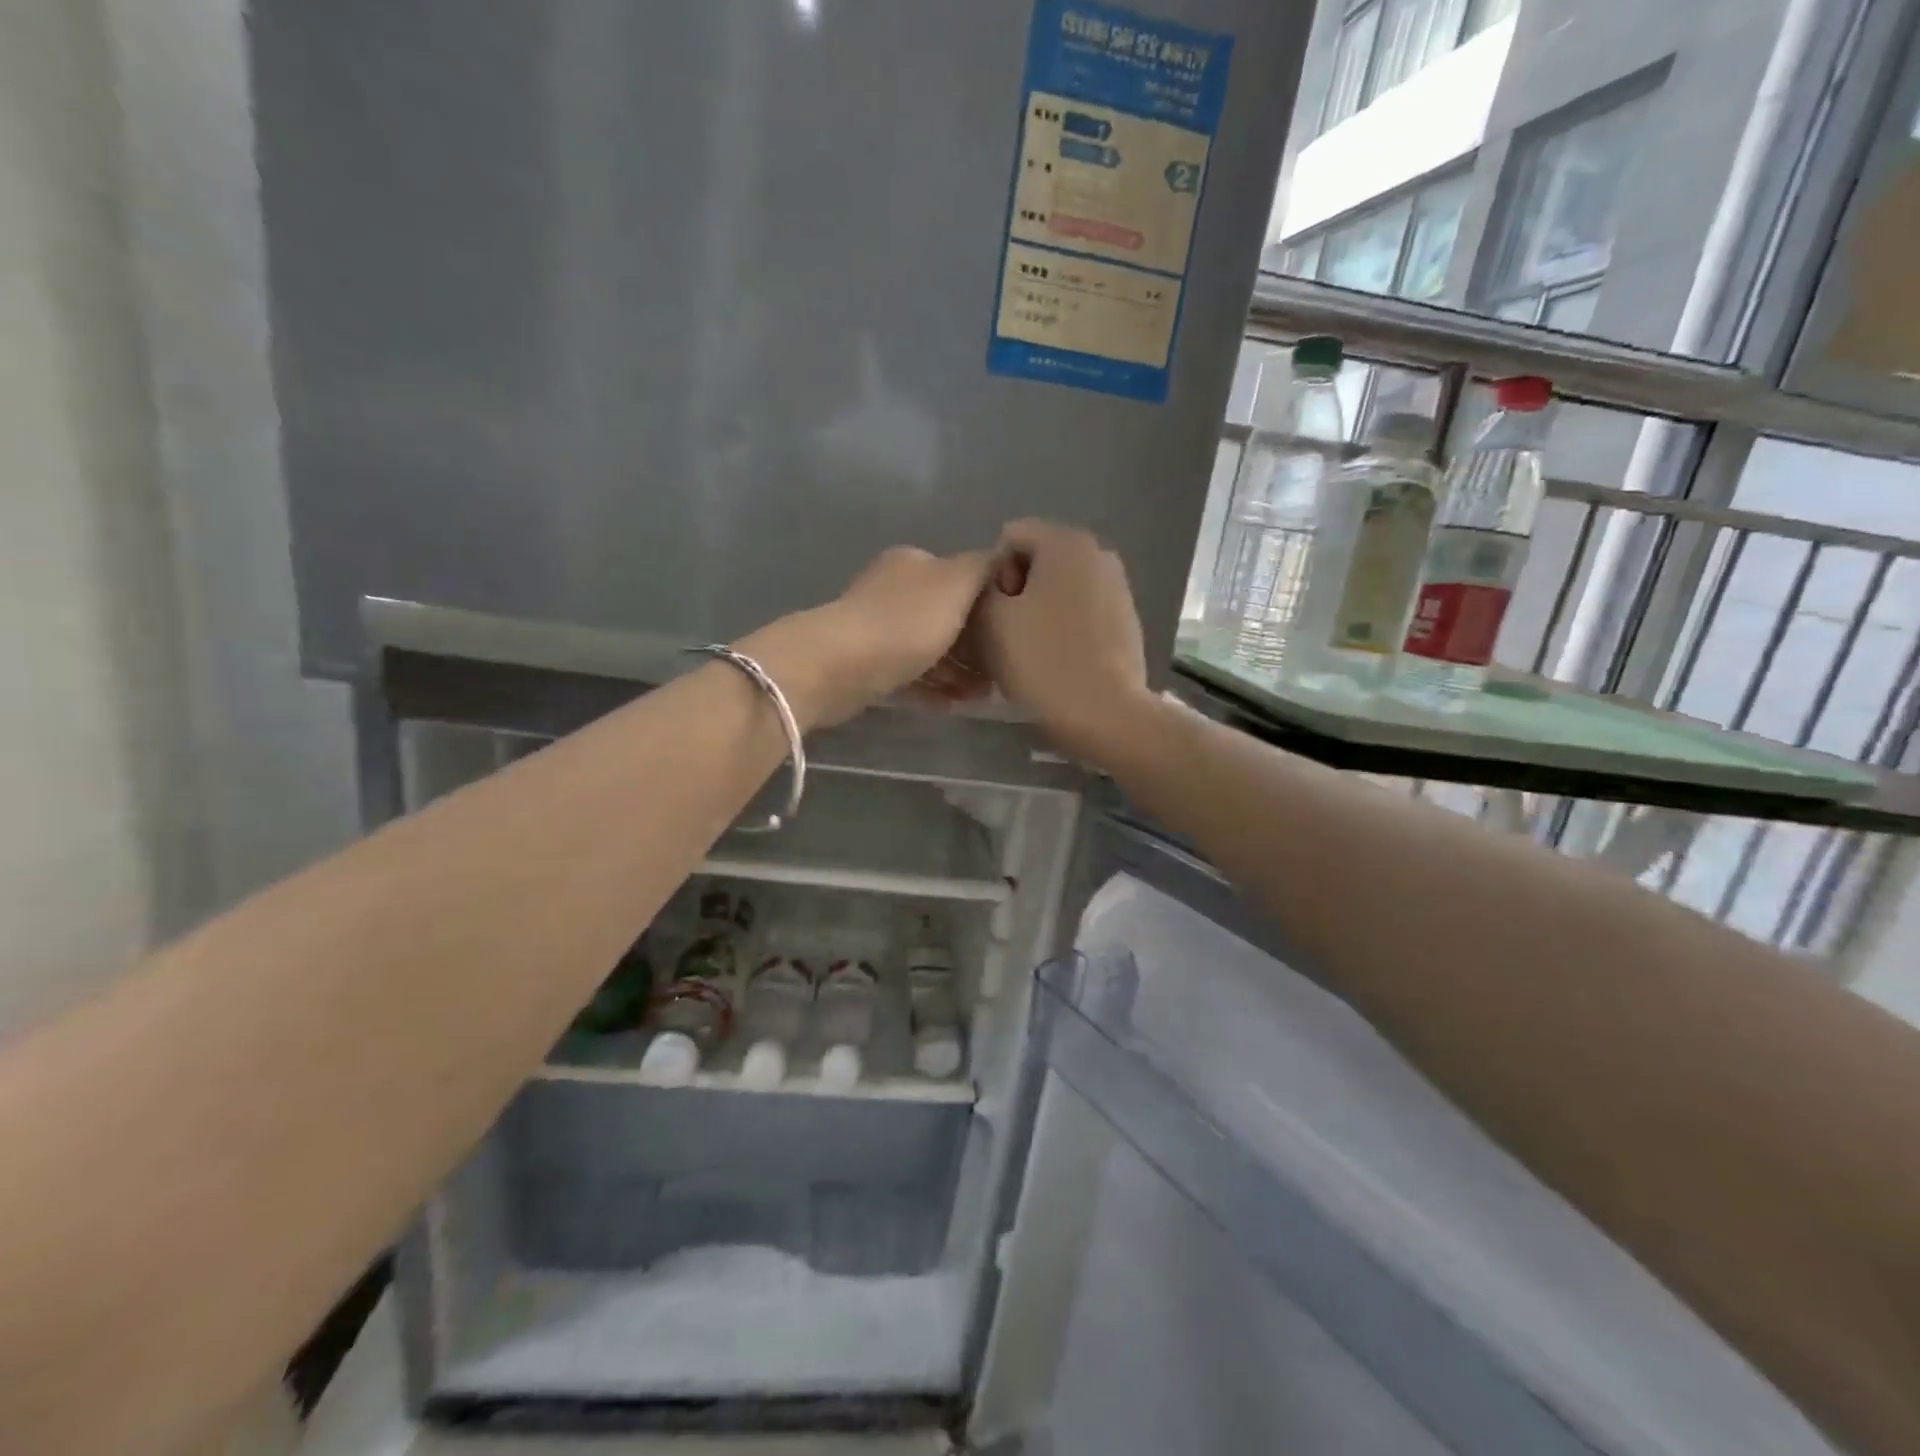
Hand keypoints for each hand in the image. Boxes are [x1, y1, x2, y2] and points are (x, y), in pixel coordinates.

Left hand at [741, 546, 994, 729]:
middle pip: (945, 617)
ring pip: (927, 650)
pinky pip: (908, 676)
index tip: (1013, 635)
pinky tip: (952, 705)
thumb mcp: (957, 583)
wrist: (838, 666)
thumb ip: (984, 567)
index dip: (989, 607)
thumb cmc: (905, 622)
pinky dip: (931, 689)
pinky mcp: (865, 666)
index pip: (961, 579)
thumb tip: (1003, 558)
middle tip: (1000, 674)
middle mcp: (892, 590)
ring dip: (956, 672)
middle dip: (975, 646)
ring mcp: (875, 629)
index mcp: (913, 564)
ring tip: (982, 697)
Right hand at [974, 520, 1151, 764]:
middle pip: (1036, 564)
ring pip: (1058, 592)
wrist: (1105, 714)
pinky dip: (1063, 631)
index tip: (995, 615)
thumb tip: (995, 587)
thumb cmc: (1042, 660)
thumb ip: (980, 587)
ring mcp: (1118, 588)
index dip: (991, 575)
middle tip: (1006, 638)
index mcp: (1066, 541)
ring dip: (1038, 615)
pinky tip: (1058, 664)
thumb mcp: (989, 619)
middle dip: (1015, 595)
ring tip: (1030, 655)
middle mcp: (1098, 553)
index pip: (1009, 538)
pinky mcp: (1126, 622)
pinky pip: (1080, 614)